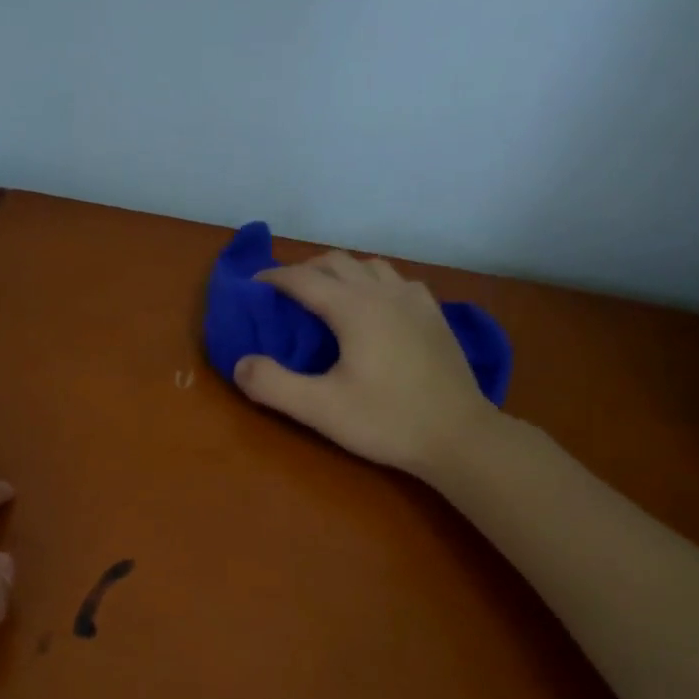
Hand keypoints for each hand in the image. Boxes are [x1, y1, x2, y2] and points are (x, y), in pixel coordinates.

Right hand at [234, 252, 498, 476]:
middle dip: (305, 269)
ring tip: (326, 295)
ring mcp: (415, 301)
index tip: (253, 286)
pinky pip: (398, 282)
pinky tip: (375, 307)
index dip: (274, 278)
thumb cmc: (386, 421)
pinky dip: (374, 283)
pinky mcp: (435, 316)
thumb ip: (272, 385)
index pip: (304, 278)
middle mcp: (384, 293)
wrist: (459, 436)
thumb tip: (240, 364)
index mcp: (354, 308)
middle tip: (284, 293)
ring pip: (370, 266)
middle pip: (337, 262)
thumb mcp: (320, 409)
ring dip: (341, 272)